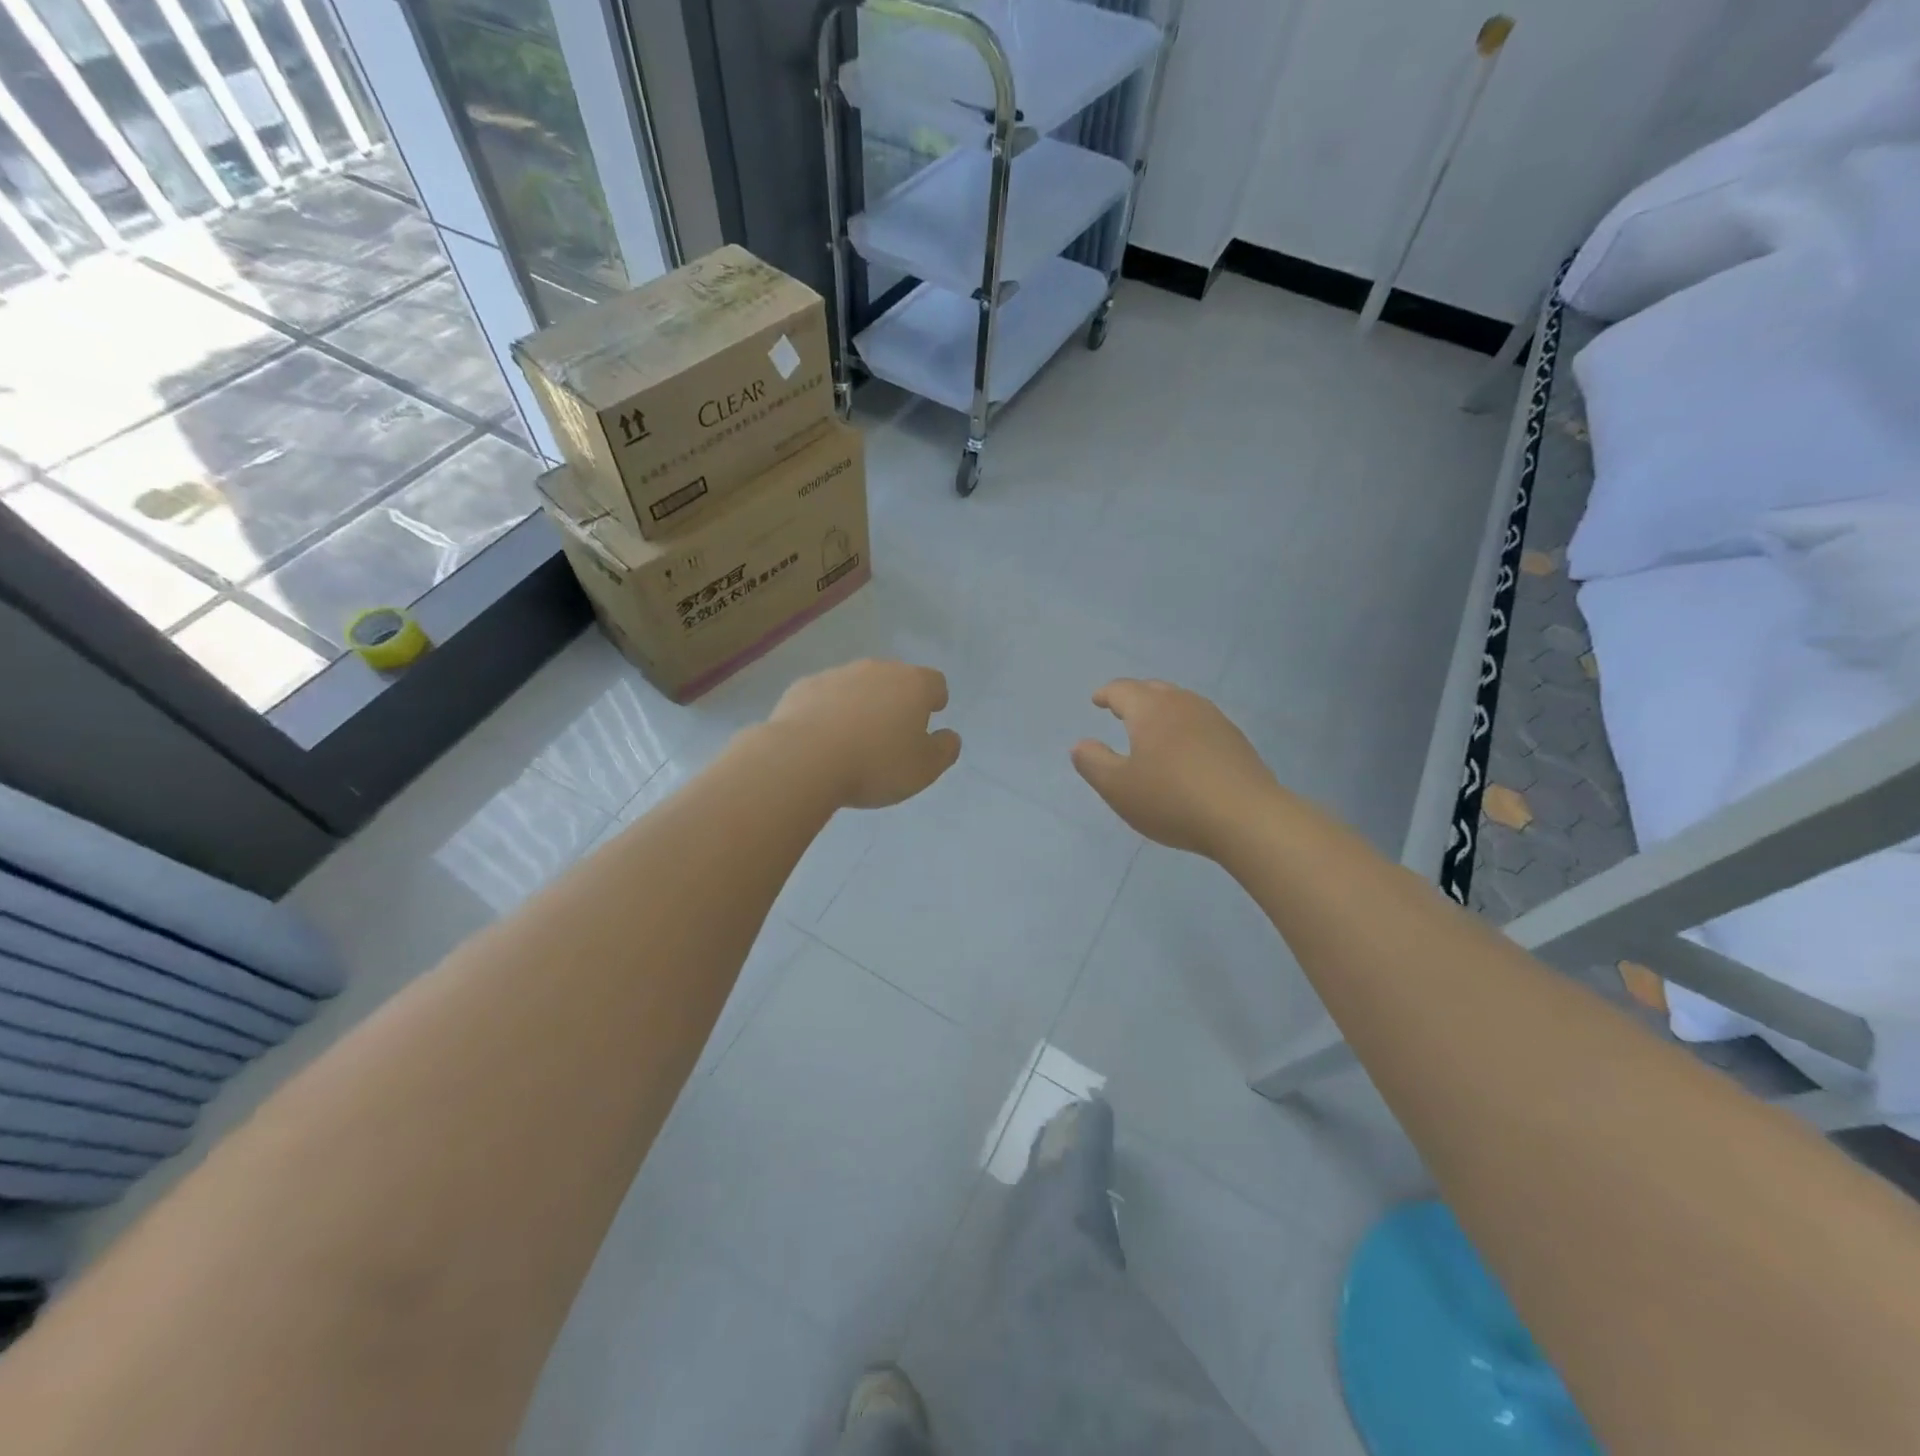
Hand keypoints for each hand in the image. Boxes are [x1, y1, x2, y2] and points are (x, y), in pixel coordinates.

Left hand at [769, 659, 961, 808]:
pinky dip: (828, 712)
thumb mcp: (924, 770)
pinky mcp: (803, 686)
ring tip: (853, 741)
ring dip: (861, 705)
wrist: (803, 760)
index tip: (929, 717)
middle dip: (896, 700)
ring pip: (857, 686)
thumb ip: (944, 750)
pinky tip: (821, 740)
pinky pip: (824, 697)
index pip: (935, 682)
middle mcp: (877, 670)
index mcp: (913, 685)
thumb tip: (949, 736)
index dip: (935, 700)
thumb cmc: (875, 765)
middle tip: (891, 734)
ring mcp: (837, 674)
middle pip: (895, 679)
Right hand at [1071, 679, 1279, 855]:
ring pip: (1181, 703)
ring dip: (1162, 710)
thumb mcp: (1118, 788)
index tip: (1097, 700)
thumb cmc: (1172, 799)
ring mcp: (1214, 720)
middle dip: (1134, 697)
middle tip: (1121, 710)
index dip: (1107, 694)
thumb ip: (1093, 763)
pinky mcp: (1236, 741)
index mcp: (1150, 710)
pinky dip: (1184, 728)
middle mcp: (1183, 704)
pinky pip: (1201, 722)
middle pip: (1154, 690)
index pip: (1123, 690)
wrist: (1246, 818)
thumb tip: (1080, 744)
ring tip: (1153, 728)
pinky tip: (1185, 750)